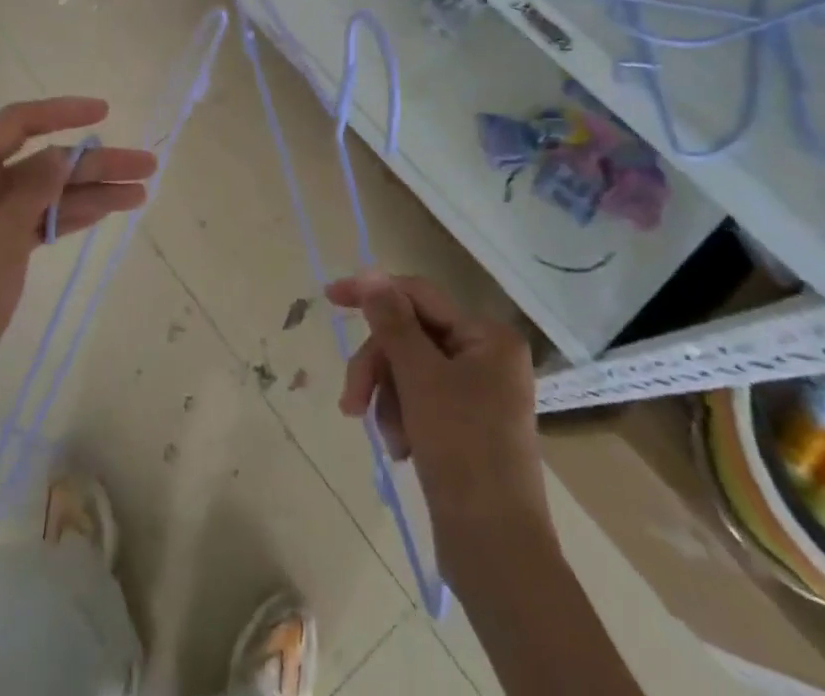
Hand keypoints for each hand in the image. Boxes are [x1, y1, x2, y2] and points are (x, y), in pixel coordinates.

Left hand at [0, 97, 156, 443]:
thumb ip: (31, 191)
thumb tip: (63, 154)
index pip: (15, 125)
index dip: (59, 112)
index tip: (103, 113)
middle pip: (43, 163)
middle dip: (93, 162)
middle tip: (145, 167)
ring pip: (49, 195)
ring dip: (92, 192)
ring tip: (140, 193)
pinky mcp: (1, 256)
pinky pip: (43, 223)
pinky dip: (73, 216)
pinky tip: (105, 212)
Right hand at [326, 273, 546, 566]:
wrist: (496, 552)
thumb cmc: (462, 451)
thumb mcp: (420, 378)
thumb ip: (392, 321)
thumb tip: (370, 272)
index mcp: (487, 336)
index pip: (418, 295)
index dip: (373, 293)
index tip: (329, 297)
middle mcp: (486, 355)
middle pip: (409, 337)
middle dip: (378, 367)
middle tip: (352, 402)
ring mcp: (477, 392)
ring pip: (408, 370)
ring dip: (388, 399)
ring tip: (390, 440)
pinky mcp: (465, 425)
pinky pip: (418, 400)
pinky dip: (401, 419)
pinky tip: (402, 450)